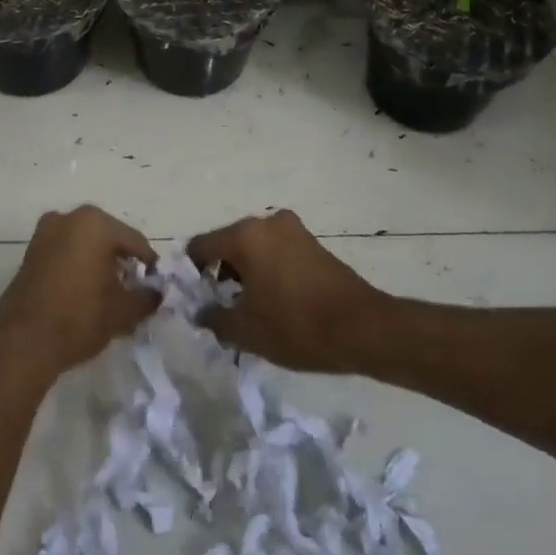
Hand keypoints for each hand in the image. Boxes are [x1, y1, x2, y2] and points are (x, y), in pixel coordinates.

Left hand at [0, 205, 159, 379]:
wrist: (23, 343)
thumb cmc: (79, 318)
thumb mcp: (123, 311)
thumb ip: (147, 297)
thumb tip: (156, 292)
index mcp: (95, 224)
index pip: (135, 241)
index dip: (149, 265)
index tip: (156, 286)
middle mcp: (68, 218)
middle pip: (109, 238)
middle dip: (122, 261)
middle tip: (133, 289)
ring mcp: (45, 233)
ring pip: (84, 244)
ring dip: (99, 263)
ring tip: (108, 293)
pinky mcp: (30, 251)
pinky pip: (64, 252)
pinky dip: (77, 265)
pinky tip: (83, 292)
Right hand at [187, 210, 387, 372]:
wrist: (364, 329)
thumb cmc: (297, 326)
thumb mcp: (246, 331)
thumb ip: (214, 319)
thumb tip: (199, 312)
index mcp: (245, 236)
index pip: (200, 246)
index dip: (191, 272)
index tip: (192, 298)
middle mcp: (266, 223)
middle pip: (227, 243)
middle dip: (219, 272)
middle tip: (218, 306)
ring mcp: (293, 230)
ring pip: (253, 247)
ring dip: (244, 272)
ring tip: (246, 307)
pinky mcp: (312, 243)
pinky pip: (276, 251)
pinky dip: (266, 270)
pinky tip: (272, 301)